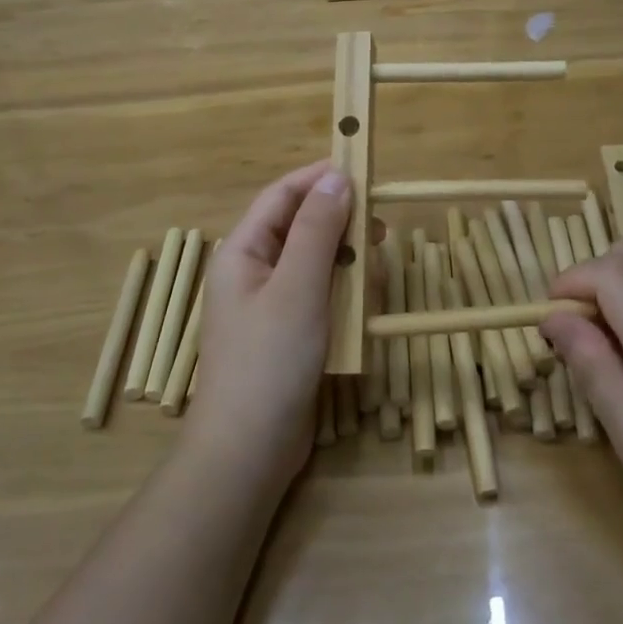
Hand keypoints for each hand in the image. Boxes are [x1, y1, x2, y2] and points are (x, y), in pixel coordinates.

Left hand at [187, 161, 351, 485]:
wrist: (248, 452)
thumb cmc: (269, 360)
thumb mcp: (298, 287)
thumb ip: (317, 229)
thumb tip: (337, 178)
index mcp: (242, 251)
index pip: (281, 196)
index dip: (319, 178)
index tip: (363, 171)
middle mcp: (252, 271)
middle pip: (298, 227)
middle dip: (338, 222)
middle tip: (380, 227)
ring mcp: (268, 305)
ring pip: (313, 263)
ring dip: (344, 261)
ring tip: (374, 269)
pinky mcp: (286, 334)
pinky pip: (317, 297)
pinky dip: (340, 294)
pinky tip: (362, 306)